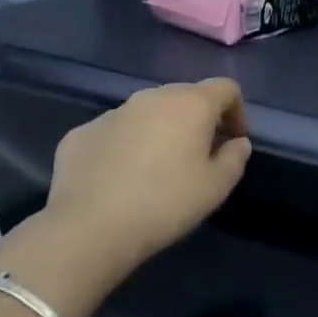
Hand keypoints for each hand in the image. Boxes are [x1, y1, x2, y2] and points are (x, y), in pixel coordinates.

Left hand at [41, 78, 252, 274]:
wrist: (89, 228)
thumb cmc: (165, 204)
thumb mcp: (217, 187)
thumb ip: (235, 158)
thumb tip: (237, 143)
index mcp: (190, 104)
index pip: (225, 88)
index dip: (237, 111)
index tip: (234, 141)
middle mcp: (151, 97)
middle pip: (185, 96)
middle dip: (198, 119)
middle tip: (200, 154)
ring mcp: (112, 113)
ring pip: (147, 112)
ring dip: (161, 130)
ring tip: (159, 168)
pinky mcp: (81, 133)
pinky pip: (115, 132)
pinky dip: (126, 146)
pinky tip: (121, 178)